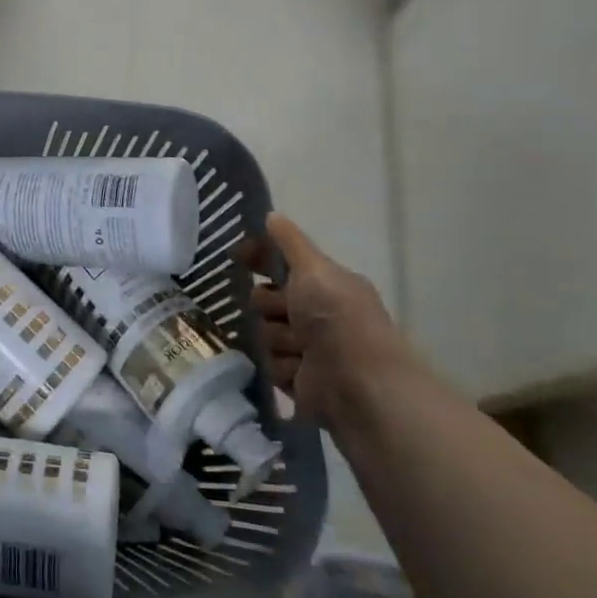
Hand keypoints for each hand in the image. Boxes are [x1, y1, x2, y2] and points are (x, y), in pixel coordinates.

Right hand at [244, 214, 418, 432]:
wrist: (357, 383)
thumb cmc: (337, 317)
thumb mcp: (314, 269)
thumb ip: (290, 242)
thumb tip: (271, 215)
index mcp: (325, 285)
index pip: (281, 264)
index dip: (259, 259)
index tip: (239, 256)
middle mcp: (316, 314)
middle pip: (265, 300)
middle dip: (269, 305)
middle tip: (286, 311)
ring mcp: (307, 348)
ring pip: (265, 333)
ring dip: (278, 338)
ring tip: (300, 348)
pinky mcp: (298, 380)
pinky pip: (270, 364)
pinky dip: (283, 366)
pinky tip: (300, 370)